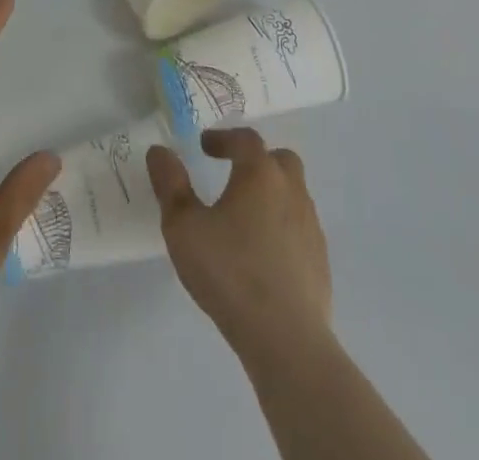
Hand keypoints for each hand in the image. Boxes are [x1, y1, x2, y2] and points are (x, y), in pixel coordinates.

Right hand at [148, 128, 332, 352]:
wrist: (287, 340)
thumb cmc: (230, 273)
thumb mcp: (184, 227)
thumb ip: (170, 185)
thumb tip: (159, 151)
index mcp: (260, 174)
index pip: (245, 140)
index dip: (224, 138)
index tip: (204, 147)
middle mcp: (291, 191)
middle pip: (280, 160)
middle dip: (256, 160)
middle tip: (233, 173)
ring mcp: (311, 227)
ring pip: (293, 194)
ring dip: (271, 194)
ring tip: (244, 216)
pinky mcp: (320, 262)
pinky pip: (300, 228)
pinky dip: (282, 227)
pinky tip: (263, 253)